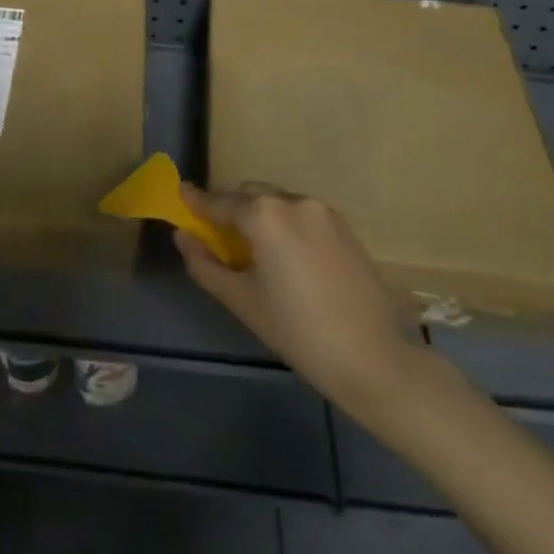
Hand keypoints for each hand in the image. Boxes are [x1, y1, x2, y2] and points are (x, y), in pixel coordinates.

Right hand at [176, 182, 428, 415]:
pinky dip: (286, 225)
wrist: (374, 360)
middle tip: (219, 237)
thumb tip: (182, 236)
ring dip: (261, 217)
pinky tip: (288, 258)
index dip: (197, 200)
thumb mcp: (242, 301)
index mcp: (265, 215)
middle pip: (251, 195)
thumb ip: (205, 264)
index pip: (220, 202)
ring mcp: (324, 212)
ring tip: (256, 251)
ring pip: (279, 203)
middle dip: (232, 209)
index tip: (180, 193)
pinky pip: (303, 215)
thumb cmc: (298, 332)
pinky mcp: (345, 227)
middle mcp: (293, 201)